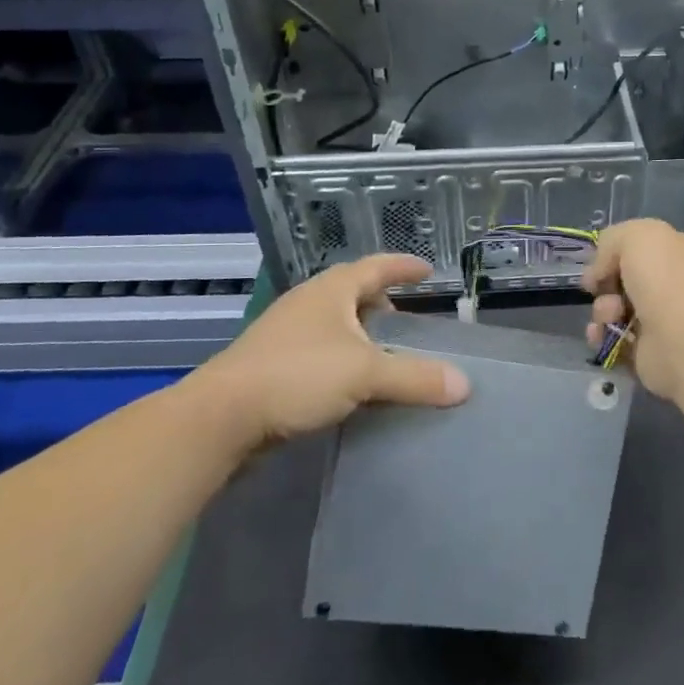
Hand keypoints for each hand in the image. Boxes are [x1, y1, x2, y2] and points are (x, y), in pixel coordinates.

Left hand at [191, 254, 468, 452]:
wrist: (220, 417)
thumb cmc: (297, 376)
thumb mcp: (365, 373)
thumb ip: (415, 377)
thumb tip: (463, 385)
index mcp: (331, 291)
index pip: (376, 267)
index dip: (403, 267)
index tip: (427, 271)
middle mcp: (307, 304)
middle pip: (352, 293)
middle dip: (380, 301)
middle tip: (406, 317)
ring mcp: (285, 334)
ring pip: (334, 325)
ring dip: (360, 334)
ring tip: (383, 353)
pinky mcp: (272, 366)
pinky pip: (319, 353)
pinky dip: (342, 360)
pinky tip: (351, 385)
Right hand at [581, 219, 683, 402]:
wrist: (682, 338)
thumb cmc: (664, 279)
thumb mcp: (636, 236)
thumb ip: (612, 241)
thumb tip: (600, 272)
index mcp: (677, 252)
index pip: (639, 247)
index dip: (614, 252)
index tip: (598, 263)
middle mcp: (671, 283)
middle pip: (622, 278)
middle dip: (605, 283)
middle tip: (600, 289)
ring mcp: (660, 318)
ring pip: (613, 307)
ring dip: (602, 309)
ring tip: (610, 315)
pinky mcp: (646, 349)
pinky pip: (612, 336)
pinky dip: (601, 334)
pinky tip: (600, 334)